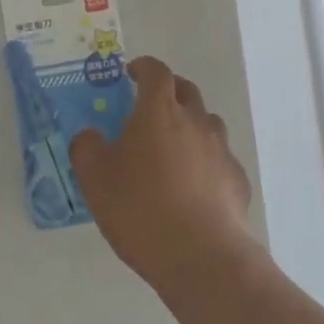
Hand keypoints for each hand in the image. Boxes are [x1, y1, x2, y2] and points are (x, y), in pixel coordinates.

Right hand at [69, 56, 255, 292]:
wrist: (201, 256)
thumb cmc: (140, 208)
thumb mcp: (95, 178)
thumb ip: (87, 148)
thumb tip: (91, 136)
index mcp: (159, 112)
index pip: (156, 72)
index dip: (144, 67)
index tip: (132, 73)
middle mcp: (196, 122)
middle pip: (186, 91)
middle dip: (168, 91)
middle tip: (149, 106)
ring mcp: (222, 150)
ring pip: (206, 124)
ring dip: (189, 126)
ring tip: (171, 150)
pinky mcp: (237, 180)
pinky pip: (218, 160)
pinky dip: (205, 163)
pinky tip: (193, 188)